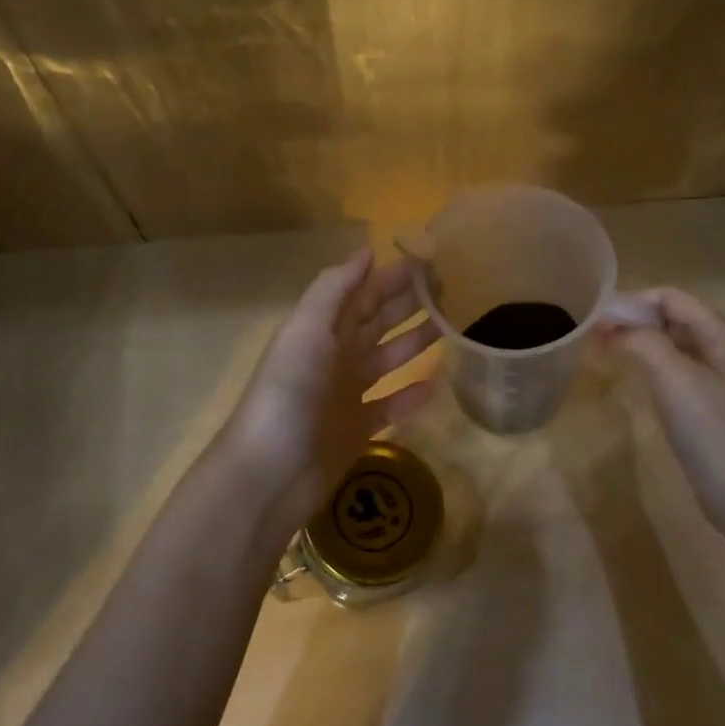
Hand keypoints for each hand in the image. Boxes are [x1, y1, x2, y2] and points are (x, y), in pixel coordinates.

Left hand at [221, 249, 437, 530]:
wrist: (269, 474)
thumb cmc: (288, 394)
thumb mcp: (305, 331)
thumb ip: (334, 290)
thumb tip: (366, 251)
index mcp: (321, 330)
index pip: (363, 294)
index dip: (393, 277)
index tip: (433, 261)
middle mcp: (334, 357)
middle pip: (378, 322)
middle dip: (410, 305)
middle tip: (455, 290)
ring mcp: (346, 395)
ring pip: (388, 360)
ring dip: (416, 343)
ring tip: (453, 327)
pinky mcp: (357, 429)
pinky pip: (390, 405)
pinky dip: (411, 395)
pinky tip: (436, 384)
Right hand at [602, 287, 724, 538]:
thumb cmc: (713, 432)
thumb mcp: (675, 379)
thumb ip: (644, 342)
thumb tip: (615, 327)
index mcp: (724, 335)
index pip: (672, 298)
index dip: (633, 300)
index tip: (596, 315)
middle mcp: (724, 349)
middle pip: (673, 318)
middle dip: (634, 320)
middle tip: (593, 335)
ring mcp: (718, 379)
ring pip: (672, 345)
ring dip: (639, 342)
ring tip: (603, 350)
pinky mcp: (708, 405)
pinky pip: (675, 371)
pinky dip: (649, 365)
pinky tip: (630, 376)